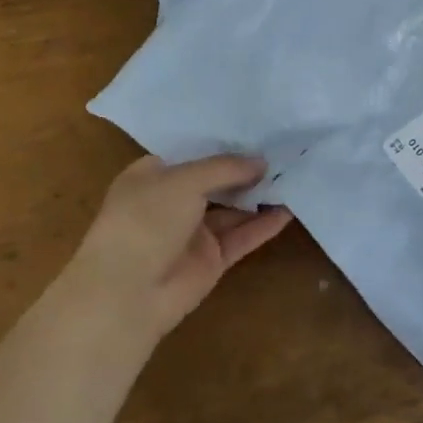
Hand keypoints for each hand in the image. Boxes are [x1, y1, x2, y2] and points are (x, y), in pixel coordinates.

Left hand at [68, 155, 292, 345]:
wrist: (127, 294)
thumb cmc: (145, 221)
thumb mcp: (184, 180)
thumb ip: (225, 168)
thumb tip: (262, 162)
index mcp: (153, 176)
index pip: (193, 153)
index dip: (223, 142)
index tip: (258, 128)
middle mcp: (173, 201)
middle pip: (217, 180)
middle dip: (247, 168)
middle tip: (286, 149)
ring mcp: (193, 232)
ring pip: (234, 209)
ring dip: (260, 195)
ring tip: (296, 175)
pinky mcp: (212, 259)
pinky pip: (242, 237)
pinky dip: (264, 225)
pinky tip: (290, 209)